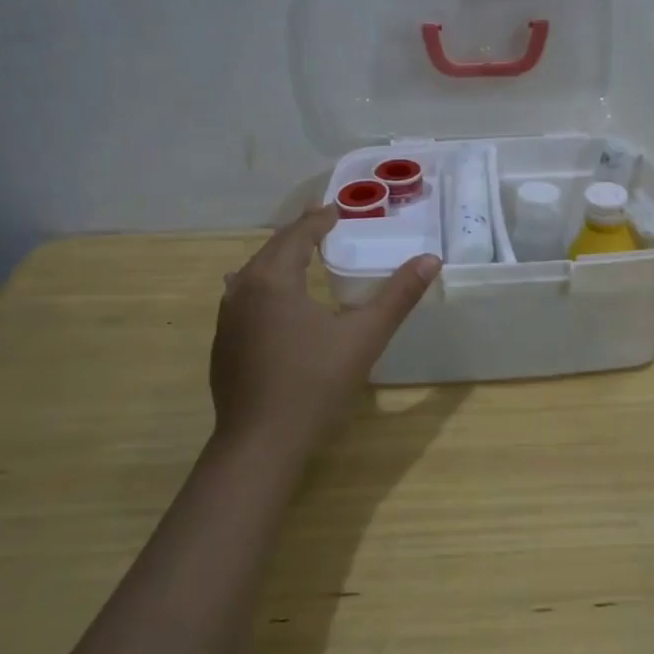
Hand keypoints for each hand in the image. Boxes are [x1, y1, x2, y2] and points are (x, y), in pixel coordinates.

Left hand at [210, 206, 439, 459]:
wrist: (260, 444)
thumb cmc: (314, 384)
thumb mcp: (364, 337)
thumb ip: (398, 296)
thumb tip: (431, 259)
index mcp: (273, 279)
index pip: (298, 235)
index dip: (319, 220)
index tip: (337, 209)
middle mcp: (243, 290)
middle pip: (272, 249)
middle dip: (298, 234)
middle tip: (322, 223)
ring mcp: (227, 319)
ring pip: (252, 273)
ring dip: (278, 258)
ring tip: (299, 254)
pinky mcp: (222, 344)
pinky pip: (243, 297)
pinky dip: (263, 284)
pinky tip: (270, 299)